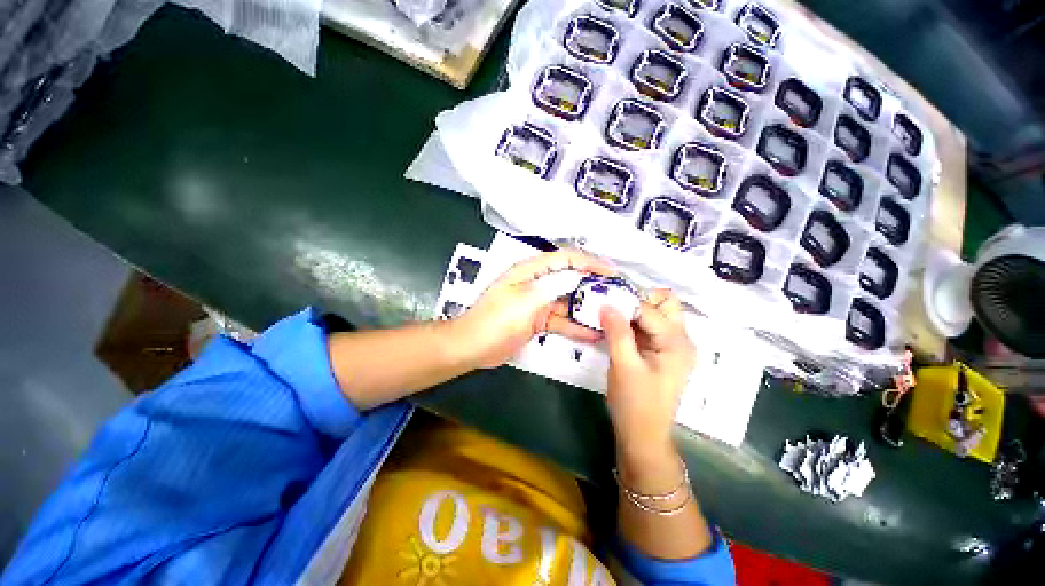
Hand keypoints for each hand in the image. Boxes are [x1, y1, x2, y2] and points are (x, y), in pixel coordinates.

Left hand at [452, 249, 614, 368]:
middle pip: (570, 279)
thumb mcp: (526, 300)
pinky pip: (561, 320)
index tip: (612, 273)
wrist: (473, 347)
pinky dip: (575, 326)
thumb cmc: (496, 320)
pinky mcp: (538, 320)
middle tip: (617, 295)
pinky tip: (594, 333)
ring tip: (611, 316)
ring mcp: (538, 303)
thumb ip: (554, 286)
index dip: (590, 262)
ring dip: (587, 308)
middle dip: (593, 286)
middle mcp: (536, 283)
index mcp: (531, 270)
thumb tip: (578, 277)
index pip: (566, 259)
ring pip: (567, 301)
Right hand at [600, 290, 694, 463]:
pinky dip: (631, 323)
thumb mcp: (623, 365)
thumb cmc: (635, 402)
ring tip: (608, 315)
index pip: (649, 309)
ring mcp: (671, 346)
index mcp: (676, 342)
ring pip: (655, 314)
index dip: (625, 302)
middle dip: (636, 300)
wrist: (642, 435)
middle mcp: (680, 339)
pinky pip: (647, 327)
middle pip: (664, 304)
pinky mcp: (660, 352)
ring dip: (632, 311)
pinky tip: (614, 328)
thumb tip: (606, 303)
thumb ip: (617, 332)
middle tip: (611, 307)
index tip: (601, 298)